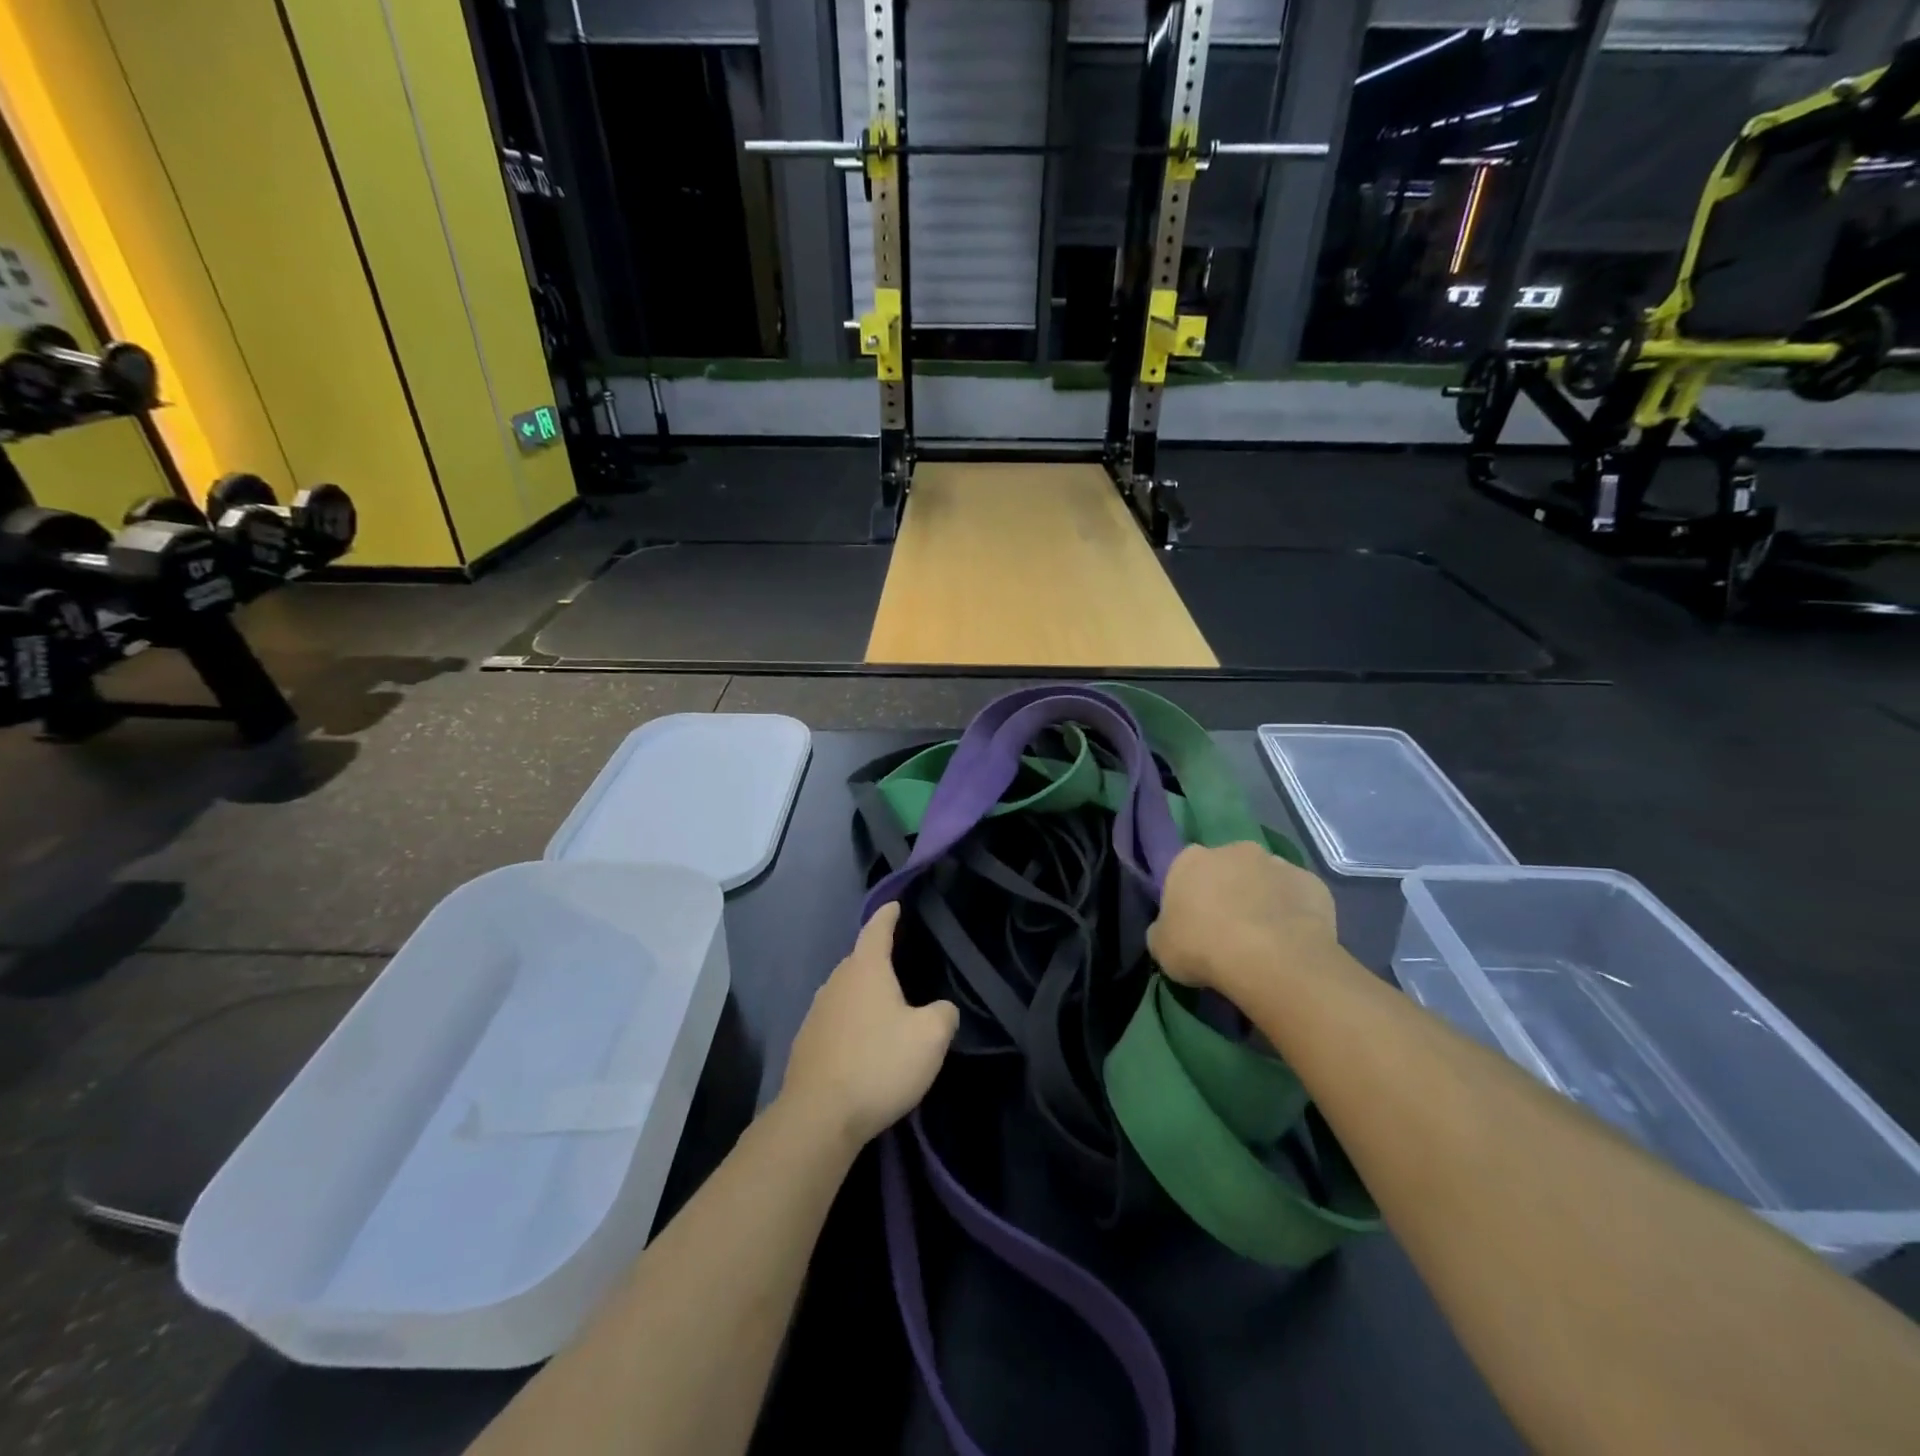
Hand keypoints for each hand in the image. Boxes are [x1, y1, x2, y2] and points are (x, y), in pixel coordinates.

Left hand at [780, 902, 957, 1148]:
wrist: (818, 1117)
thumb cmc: (879, 1064)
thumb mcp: (931, 1038)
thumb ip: (944, 1014)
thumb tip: (941, 1009)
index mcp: (866, 969)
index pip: (877, 929)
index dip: (889, 915)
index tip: (895, 905)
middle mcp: (836, 982)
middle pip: (859, 960)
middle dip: (878, 960)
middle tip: (902, 966)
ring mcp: (816, 1013)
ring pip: (846, 992)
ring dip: (864, 996)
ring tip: (886, 1009)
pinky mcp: (806, 1044)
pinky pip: (835, 1021)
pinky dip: (851, 1024)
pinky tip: (864, 1045)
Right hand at [1149, 842, 1340, 995]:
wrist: (1271, 960)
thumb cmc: (1203, 948)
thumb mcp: (1161, 948)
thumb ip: (1162, 931)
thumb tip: (1169, 930)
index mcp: (1190, 860)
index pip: (1185, 870)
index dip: (1190, 896)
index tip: (1194, 923)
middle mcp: (1234, 850)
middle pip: (1228, 868)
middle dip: (1229, 890)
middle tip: (1229, 929)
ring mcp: (1277, 863)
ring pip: (1266, 879)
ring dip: (1263, 899)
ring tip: (1265, 938)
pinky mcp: (1313, 883)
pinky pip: (1299, 897)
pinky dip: (1295, 913)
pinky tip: (1293, 941)